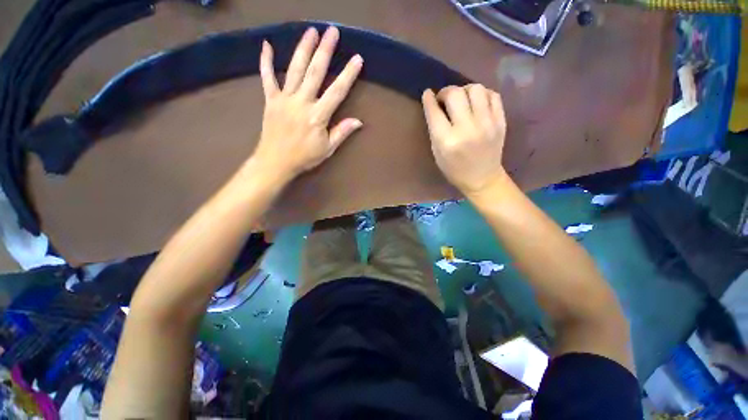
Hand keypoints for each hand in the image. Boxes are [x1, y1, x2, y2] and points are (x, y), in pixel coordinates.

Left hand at [252, 26, 363, 183]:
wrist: (275, 162)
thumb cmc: (304, 157)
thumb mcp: (327, 149)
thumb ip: (341, 132)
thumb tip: (358, 121)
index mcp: (317, 116)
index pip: (336, 92)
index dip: (347, 75)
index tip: (357, 59)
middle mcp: (301, 102)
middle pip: (315, 72)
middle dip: (325, 51)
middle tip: (332, 31)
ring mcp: (284, 99)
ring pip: (294, 69)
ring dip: (303, 48)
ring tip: (311, 31)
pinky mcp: (270, 100)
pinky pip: (267, 78)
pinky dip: (265, 61)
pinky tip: (266, 45)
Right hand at [421, 84, 507, 195]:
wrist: (482, 178)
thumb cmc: (454, 170)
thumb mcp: (437, 153)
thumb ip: (435, 130)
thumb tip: (435, 107)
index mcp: (447, 141)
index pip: (434, 112)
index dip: (429, 99)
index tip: (427, 93)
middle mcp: (467, 129)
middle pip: (455, 94)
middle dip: (445, 92)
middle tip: (444, 99)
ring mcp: (487, 123)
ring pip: (475, 89)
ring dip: (464, 90)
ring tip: (461, 99)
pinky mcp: (501, 121)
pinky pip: (492, 95)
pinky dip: (482, 94)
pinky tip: (476, 103)